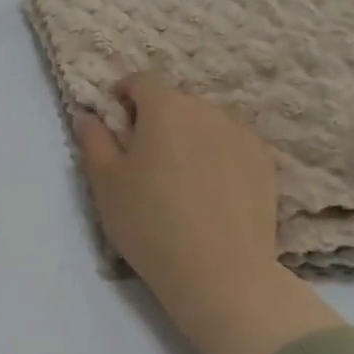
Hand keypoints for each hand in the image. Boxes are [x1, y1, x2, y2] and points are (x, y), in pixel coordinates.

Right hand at [76, 73, 341, 353]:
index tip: (116, 125)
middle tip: (142, 161)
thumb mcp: (105, 182)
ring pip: (204, 123)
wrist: (221, 273)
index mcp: (165, 107)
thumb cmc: (150, 223)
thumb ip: (93, 140)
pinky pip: (230, 146)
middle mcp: (207, 110)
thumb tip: (88, 115)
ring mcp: (241, 135)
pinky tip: (208, 193)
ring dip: (186, 138)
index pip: (140, 81)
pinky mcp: (264, 163)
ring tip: (177, 180)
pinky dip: (214, 157)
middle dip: (155, 120)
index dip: (123, 96)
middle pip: (174, 101)